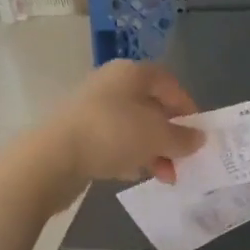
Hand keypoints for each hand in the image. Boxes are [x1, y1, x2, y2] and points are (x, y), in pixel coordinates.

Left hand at [50, 60, 203, 186]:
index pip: (169, 83)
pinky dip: (128, 156)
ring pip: (132, 127)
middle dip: (170, 136)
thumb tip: (198, 138)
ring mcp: (91, 108)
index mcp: (131, 73)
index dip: (187, 106)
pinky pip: (112, 142)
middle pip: (151, 107)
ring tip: (163, 176)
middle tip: (182, 160)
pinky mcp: (77, 133)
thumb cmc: (112, 134)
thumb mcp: (157, 136)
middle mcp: (111, 84)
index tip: (197, 133)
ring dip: (152, 151)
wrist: (51, 158)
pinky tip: (133, 175)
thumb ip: (182, 137)